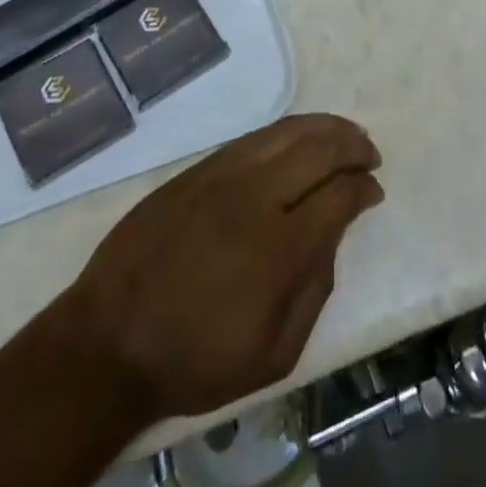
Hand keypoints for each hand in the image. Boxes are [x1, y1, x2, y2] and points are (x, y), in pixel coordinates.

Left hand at [59, 114, 382, 424]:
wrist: (111, 339)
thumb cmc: (197, 359)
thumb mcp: (274, 354)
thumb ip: (315, 291)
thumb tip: (331, 236)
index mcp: (280, 248)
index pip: (338, 195)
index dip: (363, 188)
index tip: (374, 191)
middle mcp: (256, 196)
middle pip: (319, 150)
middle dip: (353, 146)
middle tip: (370, 154)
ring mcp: (223, 174)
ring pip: (287, 131)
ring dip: (324, 127)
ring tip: (344, 134)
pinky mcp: (198, 168)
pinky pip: (254, 136)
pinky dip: (287, 130)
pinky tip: (298, 138)